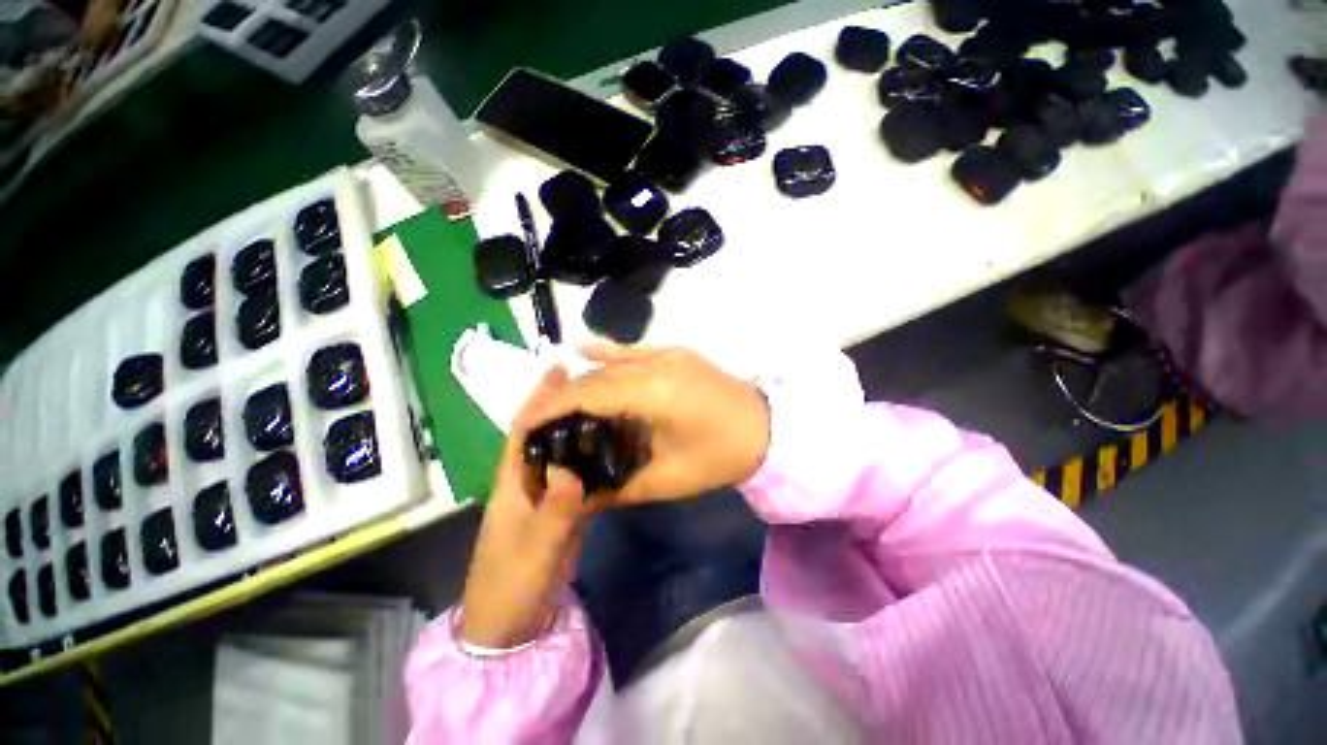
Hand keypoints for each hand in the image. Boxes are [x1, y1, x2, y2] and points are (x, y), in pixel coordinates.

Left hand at [458, 368, 587, 648]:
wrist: (511, 628)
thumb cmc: (512, 587)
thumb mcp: (534, 551)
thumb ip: (554, 512)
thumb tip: (570, 469)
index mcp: (511, 484)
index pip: (523, 430)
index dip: (539, 399)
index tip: (558, 370)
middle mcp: (526, 482)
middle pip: (543, 434)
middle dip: (559, 403)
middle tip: (589, 378)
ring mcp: (543, 496)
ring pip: (560, 451)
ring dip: (576, 426)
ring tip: (603, 402)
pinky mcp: (559, 510)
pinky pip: (574, 473)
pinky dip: (588, 455)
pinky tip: (606, 445)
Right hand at [535, 345, 770, 507]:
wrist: (767, 429)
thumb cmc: (720, 457)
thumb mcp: (668, 480)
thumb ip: (618, 488)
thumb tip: (580, 498)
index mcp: (651, 393)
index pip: (589, 394)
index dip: (555, 407)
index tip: (529, 423)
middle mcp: (654, 363)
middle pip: (596, 377)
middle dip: (565, 396)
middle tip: (544, 421)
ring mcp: (667, 352)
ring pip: (611, 363)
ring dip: (584, 380)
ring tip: (562, 403)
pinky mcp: (676, 352)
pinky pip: (634, 349)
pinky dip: (607, 351)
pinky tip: (582, 348)